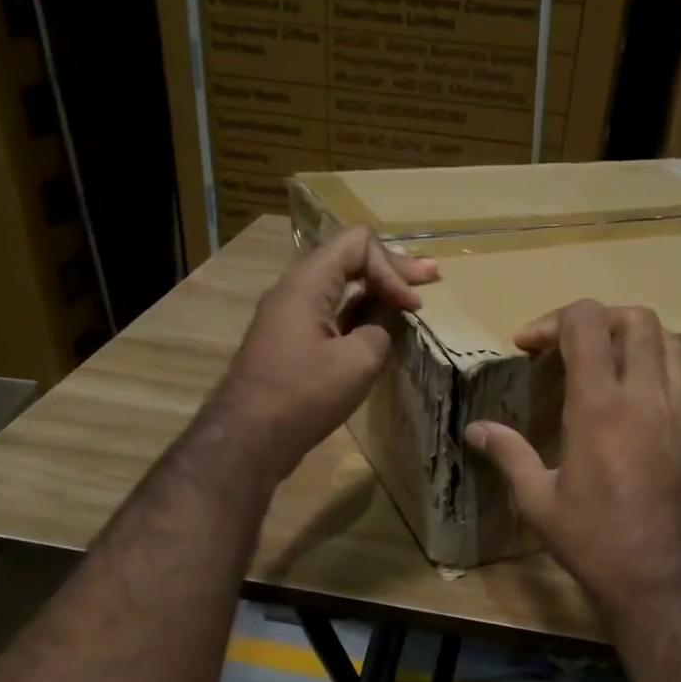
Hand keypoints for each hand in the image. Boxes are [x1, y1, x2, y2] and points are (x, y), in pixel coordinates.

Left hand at [212, 225, 437, 479]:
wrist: (249, 438)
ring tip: (410, 299)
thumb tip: (381, 327)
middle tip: (431, 275)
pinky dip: (360, 316)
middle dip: (391, 268)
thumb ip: (381, 331)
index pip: (358, 244)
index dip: (392, 267)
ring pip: (340, 289)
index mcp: (308, 283)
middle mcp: (296, 291)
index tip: (412, 307)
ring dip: (377, 293)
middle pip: (348, 260)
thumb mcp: (358, 361)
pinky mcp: (292, 344)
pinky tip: (381, 328)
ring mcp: (291, 318)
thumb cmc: (303, 395)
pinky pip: (331, 315)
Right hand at [464, 300, 680, 616]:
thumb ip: (508, 454)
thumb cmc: (591, 541)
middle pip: (639, 320)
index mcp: (599, 405)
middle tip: (576, 347)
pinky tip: (660, 416)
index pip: (585, 322)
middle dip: (602, 320)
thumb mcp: (538, 501)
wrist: (660, 582)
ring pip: (677, 348)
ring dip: (644, 346)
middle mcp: (647, 397)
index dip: (553, 320)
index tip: (530, 345)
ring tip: (618, 370)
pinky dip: (678, 393)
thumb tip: (475, 429)